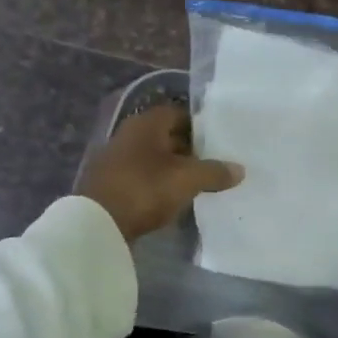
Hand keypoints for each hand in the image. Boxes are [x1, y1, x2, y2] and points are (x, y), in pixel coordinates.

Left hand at [80, 104, 242, 241]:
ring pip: (155, 158)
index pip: (179, 113)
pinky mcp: (112, 183)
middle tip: (214, 163)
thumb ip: (215, 172)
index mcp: (147, 123)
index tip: (220, 141)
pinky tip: (174, 197)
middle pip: (167, 135)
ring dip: (175, 168)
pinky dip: (159, 183)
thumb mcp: (187, 179)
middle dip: (190, 148)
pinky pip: (143, 176)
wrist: (98, 224)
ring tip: (199, 183)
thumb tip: (240, 170)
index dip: (201, 126)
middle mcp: (129, 134)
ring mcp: (117, 159)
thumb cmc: (146, 188)